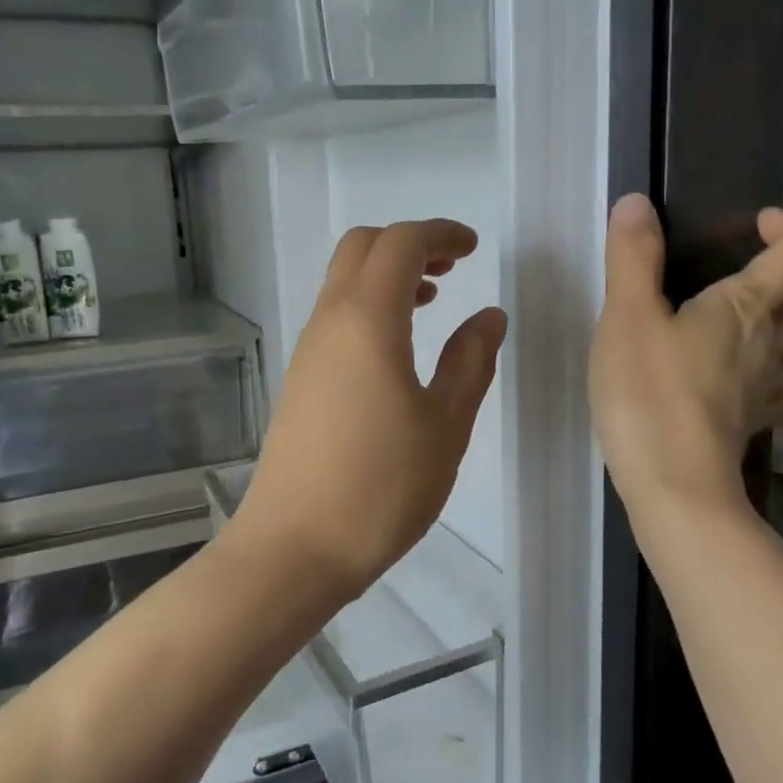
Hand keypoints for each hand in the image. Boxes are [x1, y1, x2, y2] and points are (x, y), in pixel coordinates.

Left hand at [232, 219, 506, 599]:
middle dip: (409, 244)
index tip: (474, 248)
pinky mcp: (300, 381)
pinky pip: (336, 318)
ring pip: (344, 282)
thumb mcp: (445, 425)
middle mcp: (329, 323)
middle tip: (453, 268)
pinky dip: (371, 308)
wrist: (295, 548)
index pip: (400, 244)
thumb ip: (470, 362)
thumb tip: (487, 316)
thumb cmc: (381, 487)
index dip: (440, 234)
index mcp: (367, 321)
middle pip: (362, 248)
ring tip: (433, 300)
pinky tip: (399, 348)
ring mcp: (307, 352)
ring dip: (388, 276)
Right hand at [590, 194, 782, 517]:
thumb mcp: (628, 316)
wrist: (674, 485)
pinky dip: (777, 363)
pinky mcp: (754, 421)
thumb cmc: (649, 394)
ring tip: (758, 311)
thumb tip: (637, 202)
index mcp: (748, 308)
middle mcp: (773, 343)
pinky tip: (749, 372)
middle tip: (757, 262)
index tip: (760, 221)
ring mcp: (769, 387)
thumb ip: (633, 257)